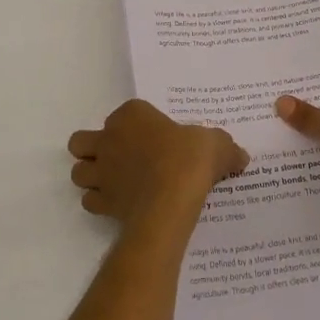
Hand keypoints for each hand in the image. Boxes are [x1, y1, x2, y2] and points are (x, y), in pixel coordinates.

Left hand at [68, 99, 249, 229]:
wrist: (171, 199)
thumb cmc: (189, 159)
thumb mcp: (216, 144)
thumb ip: (225, 148)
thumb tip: (240, 157)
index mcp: (132, 115)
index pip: (125, 113)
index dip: (135, 125)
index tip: (155, 138)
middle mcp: (109, 139)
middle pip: (83, 142)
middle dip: (94, 149)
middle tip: (119, 158)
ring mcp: (102, 171)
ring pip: (79, 171)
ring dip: (91, 176)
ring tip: (114, 183)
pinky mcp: (102, 201)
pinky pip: (90, 201)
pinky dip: (100, 203)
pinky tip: (120, 205)